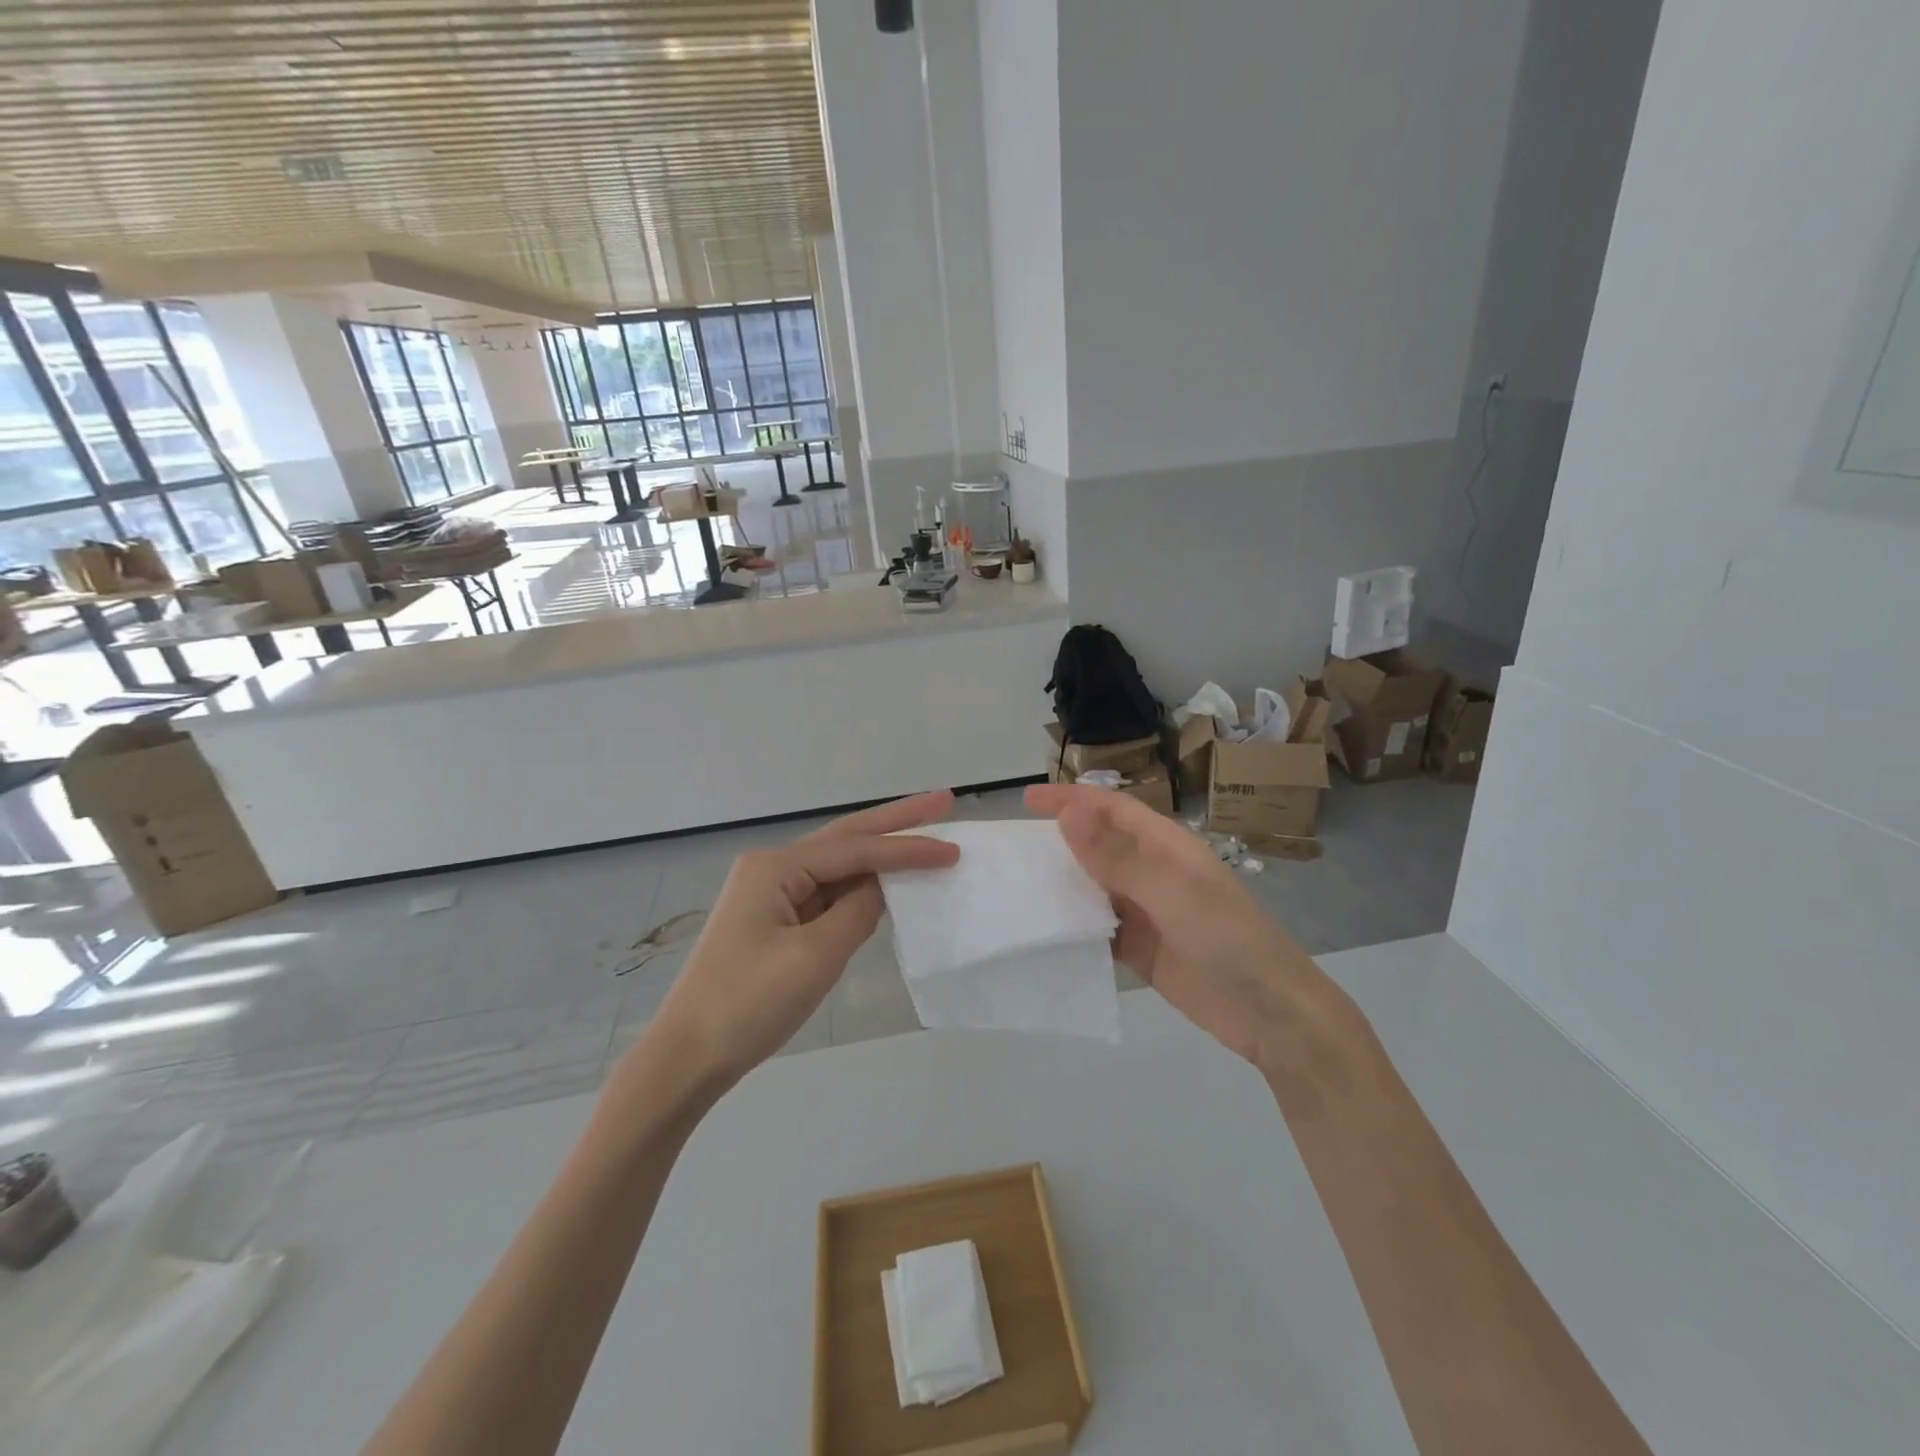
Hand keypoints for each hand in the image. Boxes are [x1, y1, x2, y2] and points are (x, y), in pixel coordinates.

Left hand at [634, 791, 959, 1094]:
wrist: (689, 1056)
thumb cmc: (750, 1003)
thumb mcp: (816, 956)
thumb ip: (859, 911)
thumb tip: (884, 885)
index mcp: (776, 867)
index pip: (856, 849)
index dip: (907, 848)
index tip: (953, 848)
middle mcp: (772, 868)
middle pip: (846, 838)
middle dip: (895, 821)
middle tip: (941, 801)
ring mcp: (771, 893)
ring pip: (838, 865)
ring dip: (880, 853)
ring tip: (925, 835)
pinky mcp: (775, 920)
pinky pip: (827, 893)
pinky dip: (861, 887)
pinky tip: (887, 882)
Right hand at [1023, 783, 1346, 1069]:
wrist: (1269, 1012)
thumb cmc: (1226, 937)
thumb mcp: (1170, 890)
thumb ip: (1116, 855)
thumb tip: (1068, 813)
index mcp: (1165, 846)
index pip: (1110, 809)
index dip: (1070, 799)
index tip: (1027, 800)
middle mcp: (1152, 872)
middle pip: (1098, 845)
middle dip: (1059, 840)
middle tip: (1010, 847)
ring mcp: (1145, 912)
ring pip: (1093, 886)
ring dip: (1061, 883)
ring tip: (1016, 885)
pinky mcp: (1139, 949)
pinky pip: (1098, 928)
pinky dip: (1073, 925)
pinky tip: (1043, 930)